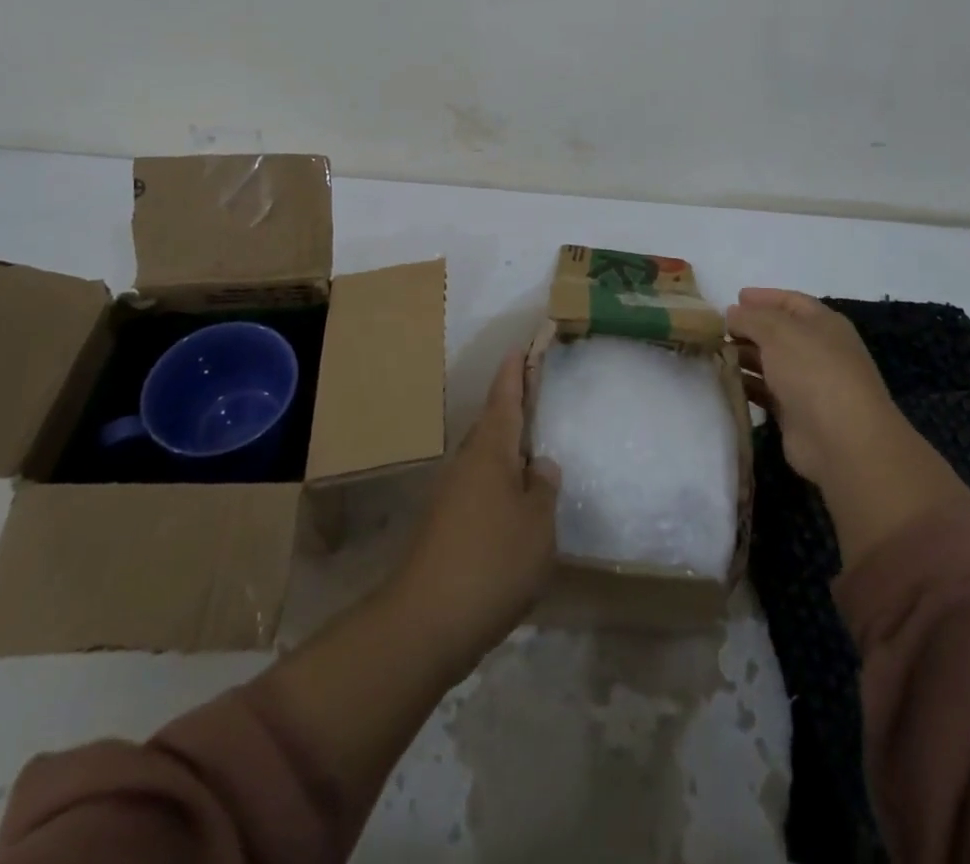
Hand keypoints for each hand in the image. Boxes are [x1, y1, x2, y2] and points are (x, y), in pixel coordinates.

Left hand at [393, 351, 560, 661]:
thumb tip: (539, 464)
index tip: (521, 346)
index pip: (505, 399)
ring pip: (484, 460)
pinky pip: (479, 489)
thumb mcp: (537, 524)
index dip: (515, 373)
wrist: (426, 622)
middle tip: (536, 395)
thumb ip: (543, 489)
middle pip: (491, 426)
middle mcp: (466, 464)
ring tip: (532, 451)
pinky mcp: (445, 527)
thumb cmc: (492, 561)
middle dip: (512, 409)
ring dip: (506, 451)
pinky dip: (498, 485)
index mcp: (490, 451)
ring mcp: (451, 496)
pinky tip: (515, 506)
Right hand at [727, 288, 968, 567]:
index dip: (764, 297)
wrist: (841, 439)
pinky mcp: (795, 414)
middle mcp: (818, 351)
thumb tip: (732, 313)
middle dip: (748, 328)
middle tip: (715, 328)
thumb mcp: (777, 330)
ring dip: (743, 357)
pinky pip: (765, 392)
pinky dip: (746, 384)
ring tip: (713, 352)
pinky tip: (724, 380)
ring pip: (770, 363)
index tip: (734, 297)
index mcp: (824, 324)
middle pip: (778, 333)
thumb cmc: (813, 371)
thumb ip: (750, 317)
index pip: (791, 302)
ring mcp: (808, 384)